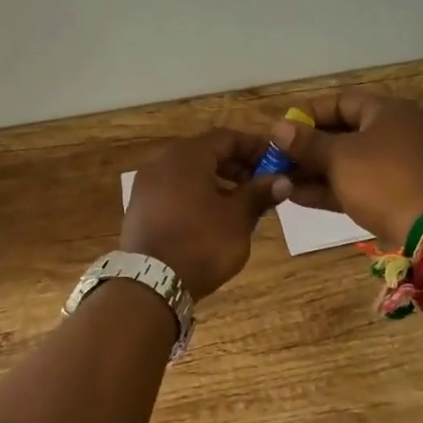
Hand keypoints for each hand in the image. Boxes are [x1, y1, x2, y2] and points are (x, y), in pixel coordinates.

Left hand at [120, 129, 275, 298]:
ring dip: (218, 181)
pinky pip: (174, 189)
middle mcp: (162, 162)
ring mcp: (147, 184)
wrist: (151, 284)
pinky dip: (196, 194)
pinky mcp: (140, 207)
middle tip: (262, 185)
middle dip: (237, 165)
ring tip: (241, 203)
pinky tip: (213, 217)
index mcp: (187, 156)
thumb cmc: (201, 243)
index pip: (227, 137)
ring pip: (189, 172)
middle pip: (206, 152)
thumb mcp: (237, 218)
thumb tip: (282, 180)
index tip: (277, 163)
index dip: (255, 147)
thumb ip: (259, 194)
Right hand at [265, 89, 422, 246]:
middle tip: (277, 158)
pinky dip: (331, 187)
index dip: (307, 113)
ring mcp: (399, 164)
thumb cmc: (382, 180)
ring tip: (280, 179)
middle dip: (307, 146)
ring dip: (315, 170)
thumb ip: (306, 142)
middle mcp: (396, 131)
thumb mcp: (339, 157)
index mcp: (388, 111)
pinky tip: (297, 196)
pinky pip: (358, 183)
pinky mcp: (397, 193)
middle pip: (343, 132)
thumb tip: (277, 128)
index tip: (280, 129)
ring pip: (349, 161)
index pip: (340, 101)